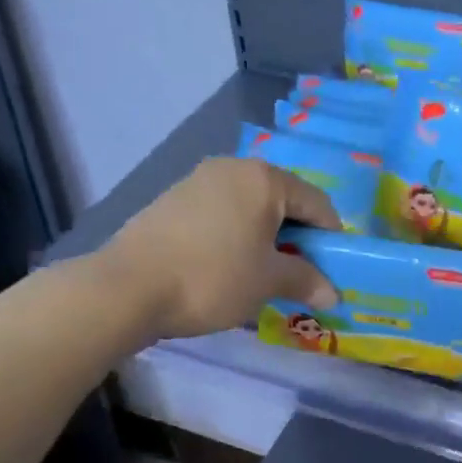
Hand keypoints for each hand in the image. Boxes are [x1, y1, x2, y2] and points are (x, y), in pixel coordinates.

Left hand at [99, 157, 339, 339]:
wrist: (128, 287)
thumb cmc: (212, 277)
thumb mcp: (268, 281)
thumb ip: (306, 281)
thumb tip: (332, 294)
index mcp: (265, 179)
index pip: (318, 203)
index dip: (333, 238)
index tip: (334, 270)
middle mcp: (234, 168)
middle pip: (284, 201)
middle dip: (299, 238)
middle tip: (301, 275)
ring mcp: (199, 180)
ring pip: (251, 208)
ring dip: (267, 239)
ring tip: (265, 274)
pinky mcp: (174, 200)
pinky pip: (223, 214)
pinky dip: (237, 236)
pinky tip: (229, 267)